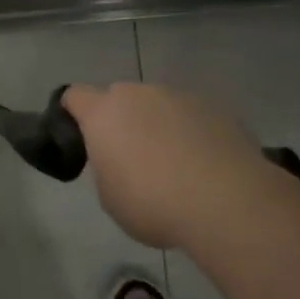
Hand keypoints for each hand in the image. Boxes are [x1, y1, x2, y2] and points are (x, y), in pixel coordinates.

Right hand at [61, 82, 294, 248]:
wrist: (226, 202)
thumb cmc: (153, 204)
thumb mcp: (110, 196)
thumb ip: (106, 167)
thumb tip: (120, 160)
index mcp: (103, 113)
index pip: (74, 95)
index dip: (73, 113)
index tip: (81, 138)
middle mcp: (138, 94)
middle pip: (120, 98)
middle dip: (121, 121)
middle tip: (132, 158)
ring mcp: (179, 96)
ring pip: (159, 105)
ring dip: (158, 125)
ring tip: (176, 165)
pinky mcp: (215, 107)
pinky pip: (192, 116)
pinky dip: (192, 133)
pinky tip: (205, 165)